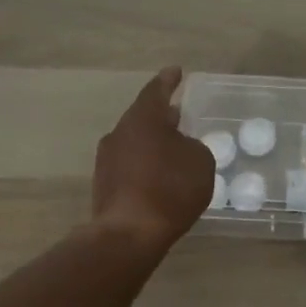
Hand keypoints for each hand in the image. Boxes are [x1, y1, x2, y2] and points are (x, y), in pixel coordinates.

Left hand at [90, 67, 215, 253]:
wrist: (128, 235)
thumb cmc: (170, 189)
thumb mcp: (200, 161)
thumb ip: (193, 146)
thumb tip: (180, 147)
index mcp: (143, 118)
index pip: (156, 90)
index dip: (169, 81)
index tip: (176, 71)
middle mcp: (120, 133)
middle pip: (143, 116)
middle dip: (161, 114)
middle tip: (178, 113)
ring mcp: (107, 160)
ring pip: (134, 141)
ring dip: (152, 141)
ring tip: (172, 147)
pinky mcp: (104, 185)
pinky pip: (130, 165)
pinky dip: (145, 164)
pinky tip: (159, 176)